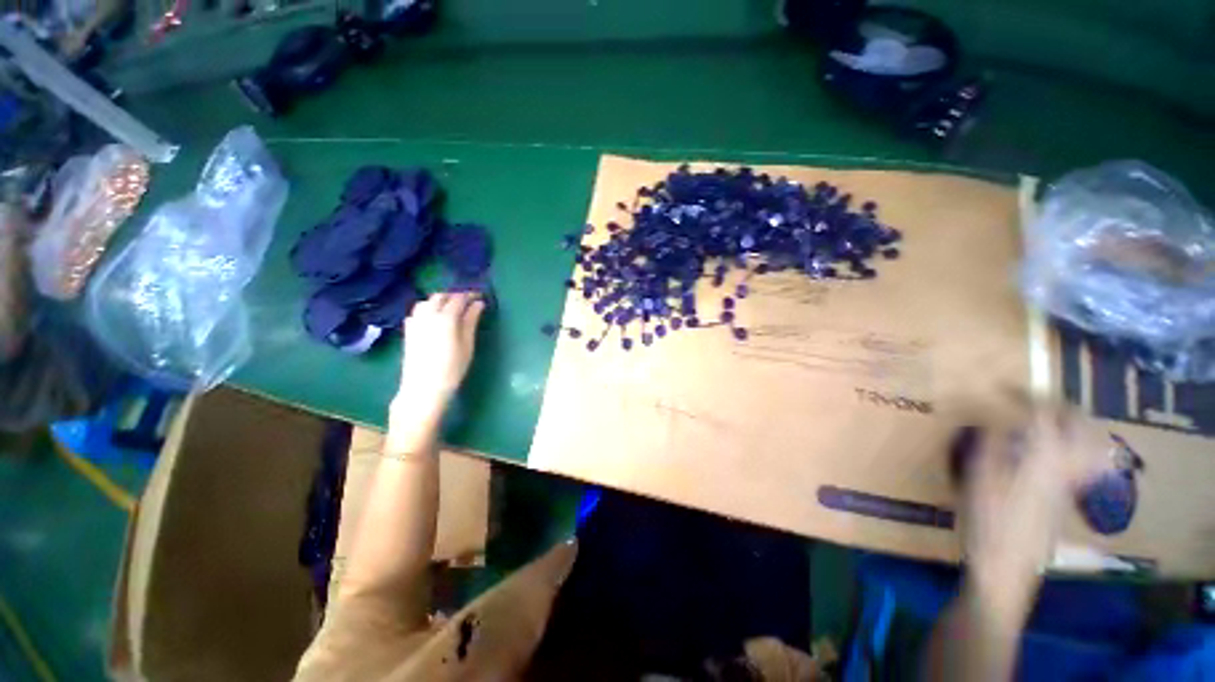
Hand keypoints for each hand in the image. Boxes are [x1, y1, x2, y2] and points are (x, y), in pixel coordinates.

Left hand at [393, 291, 485, 415]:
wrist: (423, 388)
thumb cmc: (452, 368)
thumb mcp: (467, 345)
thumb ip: (471, 321)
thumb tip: (478, 304)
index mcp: (446, 318)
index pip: (459, 298)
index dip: (470, 295)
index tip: (480, 296)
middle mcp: (428, 315)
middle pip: (441, 296)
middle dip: (455, 295)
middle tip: (468, 302)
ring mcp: (415, 321)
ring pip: (427, 301)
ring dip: (440, 300)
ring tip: (451, 308)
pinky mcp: (408, 330)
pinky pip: (417, 311)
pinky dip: (428, 308)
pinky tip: (434, 317)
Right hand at [959, 410, 1085, 613]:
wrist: (1006, 566)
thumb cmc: (988, 521)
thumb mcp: (979, 478)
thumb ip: (991, 445)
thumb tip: (993, 418)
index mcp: (1043, 460)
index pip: (1044, 415)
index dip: (1025, 395)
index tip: (1003, 385)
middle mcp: (1064, 468)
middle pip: (1081, 429)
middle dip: (1063, 407)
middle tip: (1040, 397)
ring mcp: (1067, 486)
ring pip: (1087, 447)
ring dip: (1073, 427)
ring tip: (1052, 419)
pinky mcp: (1061, 499)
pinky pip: (1078, 464)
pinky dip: (1070, 448)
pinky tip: (1047, 452)